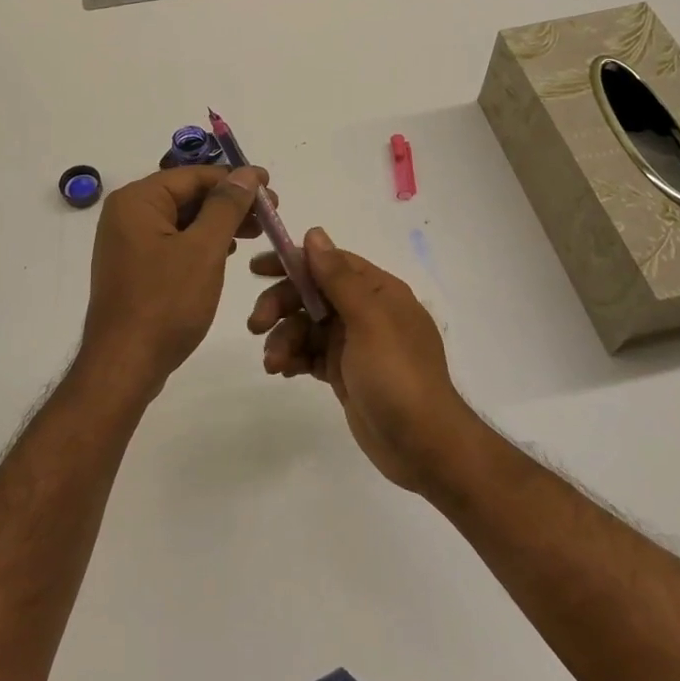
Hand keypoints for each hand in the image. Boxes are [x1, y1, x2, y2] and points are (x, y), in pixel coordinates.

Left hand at [81, 166, 272, 392]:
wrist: (124, 365)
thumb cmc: (165, 303)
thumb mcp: (204, 250)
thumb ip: (226, 206)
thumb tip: (246, 173)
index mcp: (137, 201)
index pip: (194, 175)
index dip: (236, 179)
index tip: (272, 188)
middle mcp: (127, 214)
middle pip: (187, 194)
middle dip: (230, 202)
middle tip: (270, 213)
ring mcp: (128, 242)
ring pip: (182, 219)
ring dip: (219, 222)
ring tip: (257, 232)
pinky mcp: (135, 267)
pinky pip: (173, 242)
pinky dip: (201, 242)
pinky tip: (228, 252)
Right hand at [248, 229, 487, 492]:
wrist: (424, 446)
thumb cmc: (398, 376)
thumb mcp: (369, 321)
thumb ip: (338, 278)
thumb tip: (314, 234)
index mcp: (378, 291)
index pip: (330, 263)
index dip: (293, 262)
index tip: (257, 269)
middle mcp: (366, 312)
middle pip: (312, 294)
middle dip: (281, 305)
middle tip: (255, 324)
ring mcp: (354, 344)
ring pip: (306, 327)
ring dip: (284, 338)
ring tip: (273, 363)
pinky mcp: (344, 373)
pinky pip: (310, 354)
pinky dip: (294, 358)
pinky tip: (281, 371)